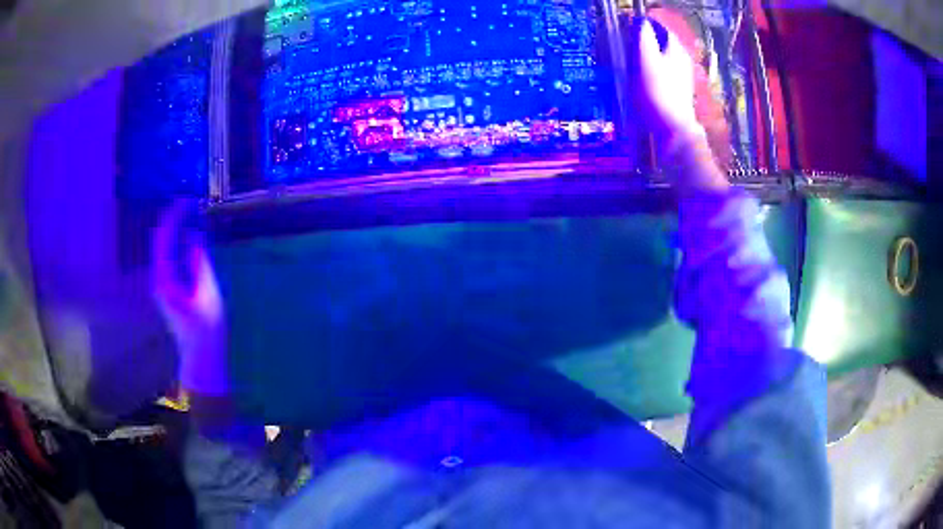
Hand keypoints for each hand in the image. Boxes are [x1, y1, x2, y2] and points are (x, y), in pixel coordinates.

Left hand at [152, 202, 228, 394]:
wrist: (200, 356)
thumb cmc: (206, 328)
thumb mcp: (207, 293)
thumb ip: (199, 261)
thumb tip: (194, 235)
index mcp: (165, 279)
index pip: (164, 238)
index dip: (174, 216)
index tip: (188, 200)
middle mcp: (158, 278)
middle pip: (159, 240)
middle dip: (172, 219)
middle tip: (190, 203)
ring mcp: (161, 283)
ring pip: (162, 247)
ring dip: (173, 229)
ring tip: (189, 214)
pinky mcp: (167, 287)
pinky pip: (167, 256)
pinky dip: (175, 241)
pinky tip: (185, 236)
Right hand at [636, 18, 701, 140]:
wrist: (673, 129)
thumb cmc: (659, 92)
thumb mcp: (648, 60)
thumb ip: (645, 38)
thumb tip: (641, 22)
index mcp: (677, 50)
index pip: (662, 28)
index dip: (646, 25)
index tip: (629, 28)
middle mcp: (682, 60)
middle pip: (662, 43)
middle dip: (646, 40)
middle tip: (627, 43)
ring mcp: (681, 76)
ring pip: (662, 57)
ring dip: (647, 55)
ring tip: (630, 60)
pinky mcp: (676, 91)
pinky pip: (662, 72)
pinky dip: (651, 69)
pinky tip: (640, 78)